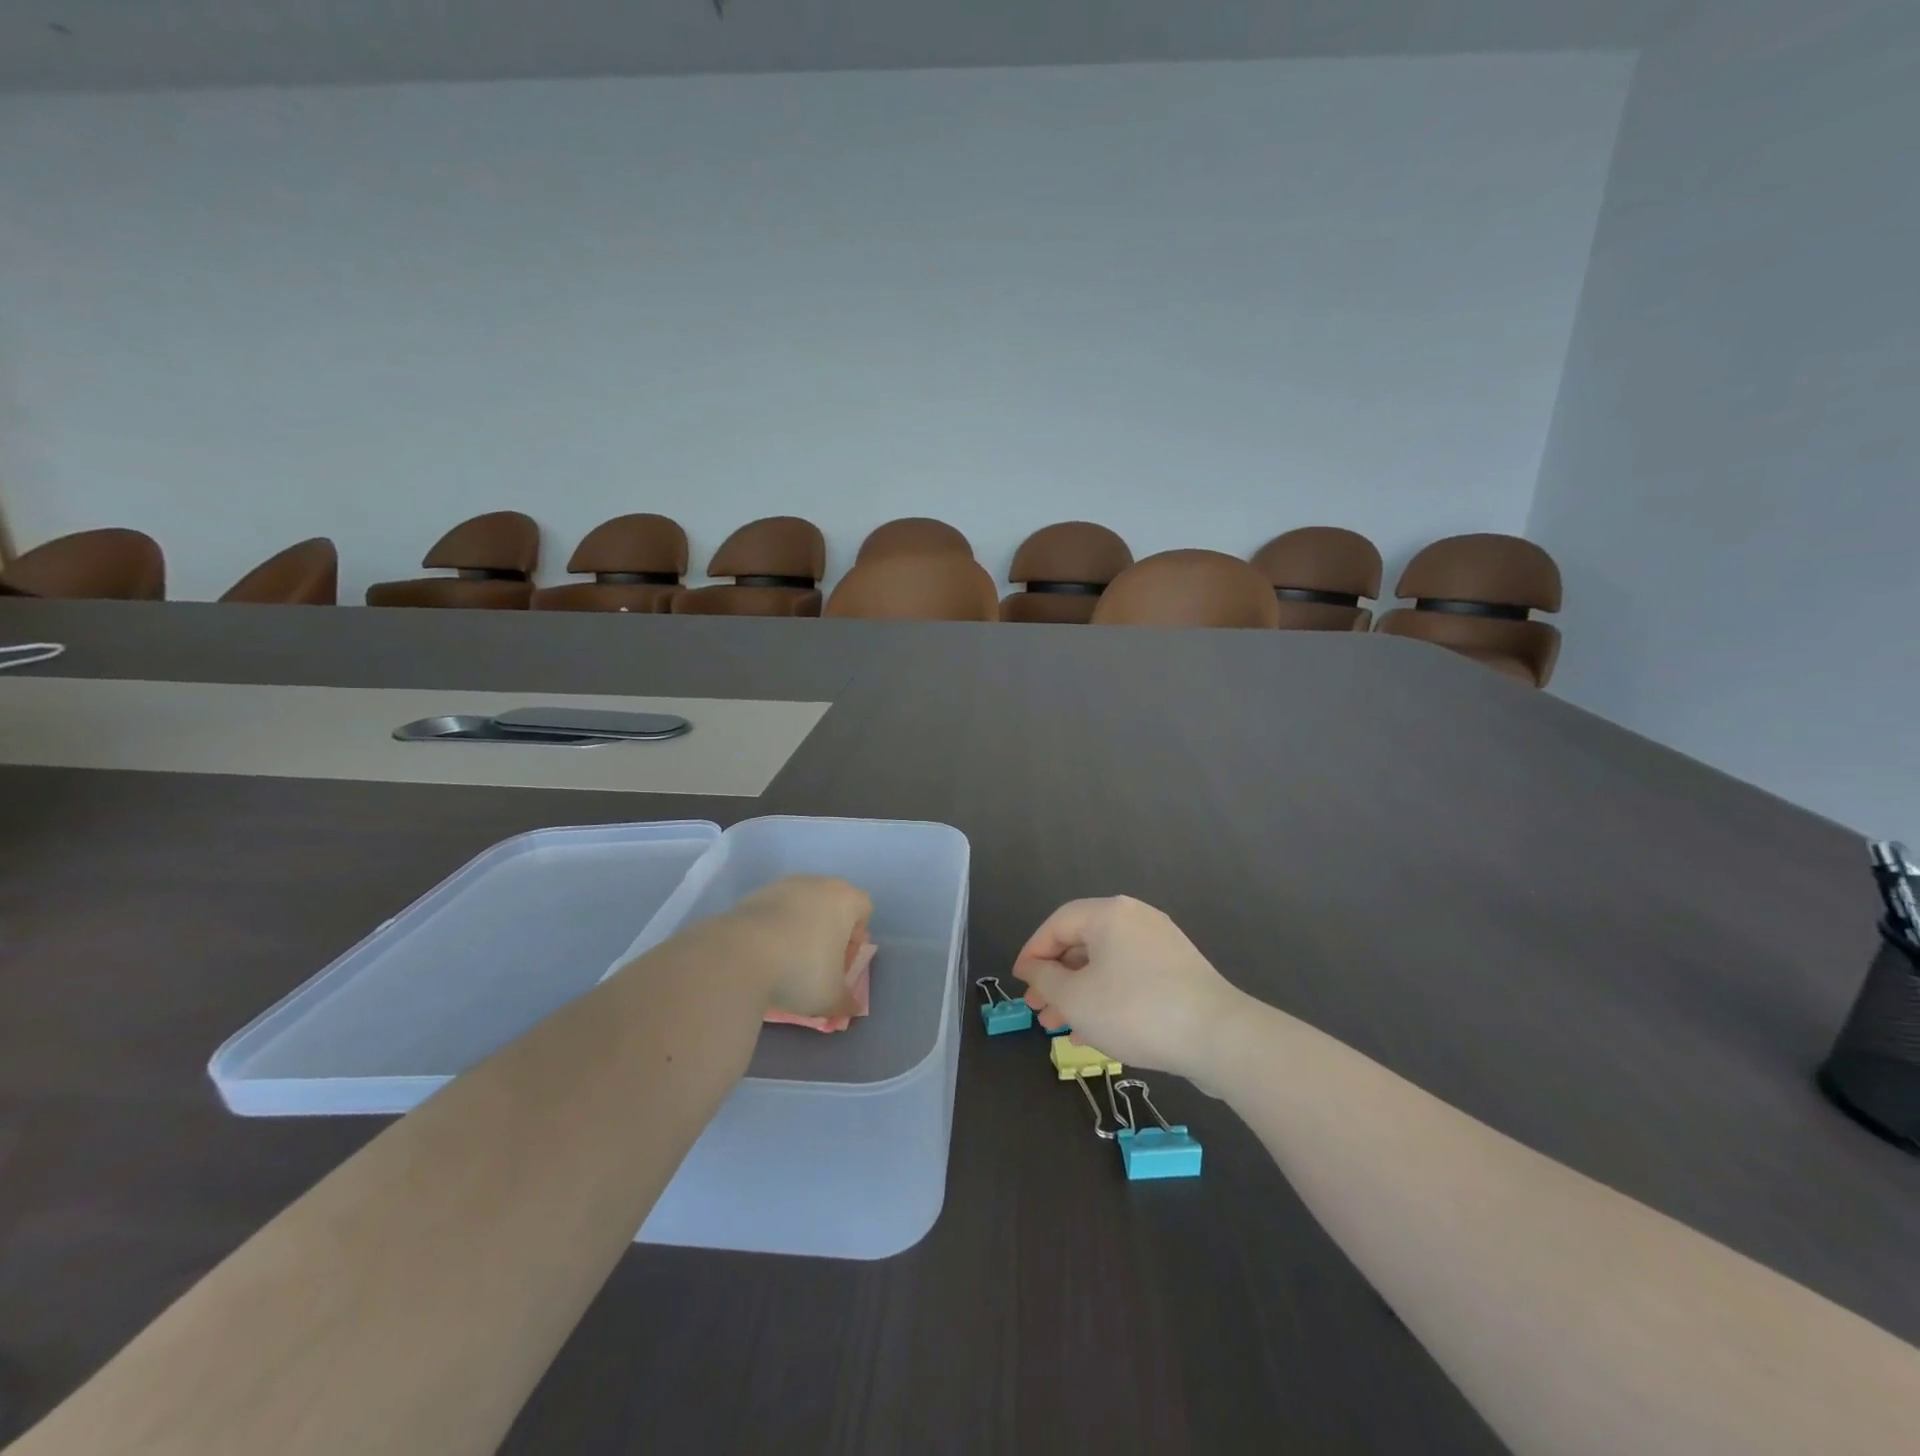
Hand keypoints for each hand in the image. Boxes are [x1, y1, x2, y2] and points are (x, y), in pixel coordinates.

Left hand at [721, 875, 873, 1020]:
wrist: (739, 956)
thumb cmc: (801, 970)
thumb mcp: (831, 997)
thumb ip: (846, 1001)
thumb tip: (852, 1007)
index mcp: (845, 899)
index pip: (864, 907)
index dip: (858, 936)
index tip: (843, 961)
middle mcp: (817, 883)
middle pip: (832, 903)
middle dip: (829, 931)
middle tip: (819, 962)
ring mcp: (783, 885)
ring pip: (802, 905)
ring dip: (800, 927)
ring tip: (787, 960)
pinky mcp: (753, 895)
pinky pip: (774, 910)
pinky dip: (774, 928)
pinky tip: (764, 955)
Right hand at [1013, 896, 1245, 1081]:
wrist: (1218, 1037)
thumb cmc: (1134, 1009)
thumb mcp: (1075, 998)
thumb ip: (1045, 979)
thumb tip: (1034, 969)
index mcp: (1109, 914)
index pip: (1057, 923)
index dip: (1032, 952)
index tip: (1019, 982)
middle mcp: (1136, 919)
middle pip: (1082, 943)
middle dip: (1055, 978)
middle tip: (1037, 1009)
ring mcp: (1162, 945)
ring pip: (1106, 965)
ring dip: (1078, 993)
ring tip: (1059, 1027)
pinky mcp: (1179, 972)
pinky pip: (1130, 978)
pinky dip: (1107, 998)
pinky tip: (1094, 1033)